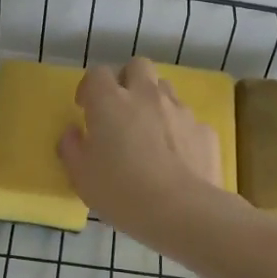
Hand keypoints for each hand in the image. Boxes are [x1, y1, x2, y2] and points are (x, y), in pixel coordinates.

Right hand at [58, 58, 226, 243]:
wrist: (183, 211)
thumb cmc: (122, 192)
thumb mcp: (82, 177)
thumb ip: (72, 149)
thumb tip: (72, 134)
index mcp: (111, 101)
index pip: (98, 73)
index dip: (90, 87)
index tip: (86, 108)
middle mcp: (146, 95)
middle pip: (138, 66)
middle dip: (127, 79)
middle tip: (120, 108)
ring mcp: (179, 110)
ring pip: (165, 89)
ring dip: (154, 102)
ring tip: (149, 132)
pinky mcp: (204, 130)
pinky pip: (188, 120)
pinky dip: (179, 130)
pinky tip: (176, 157)